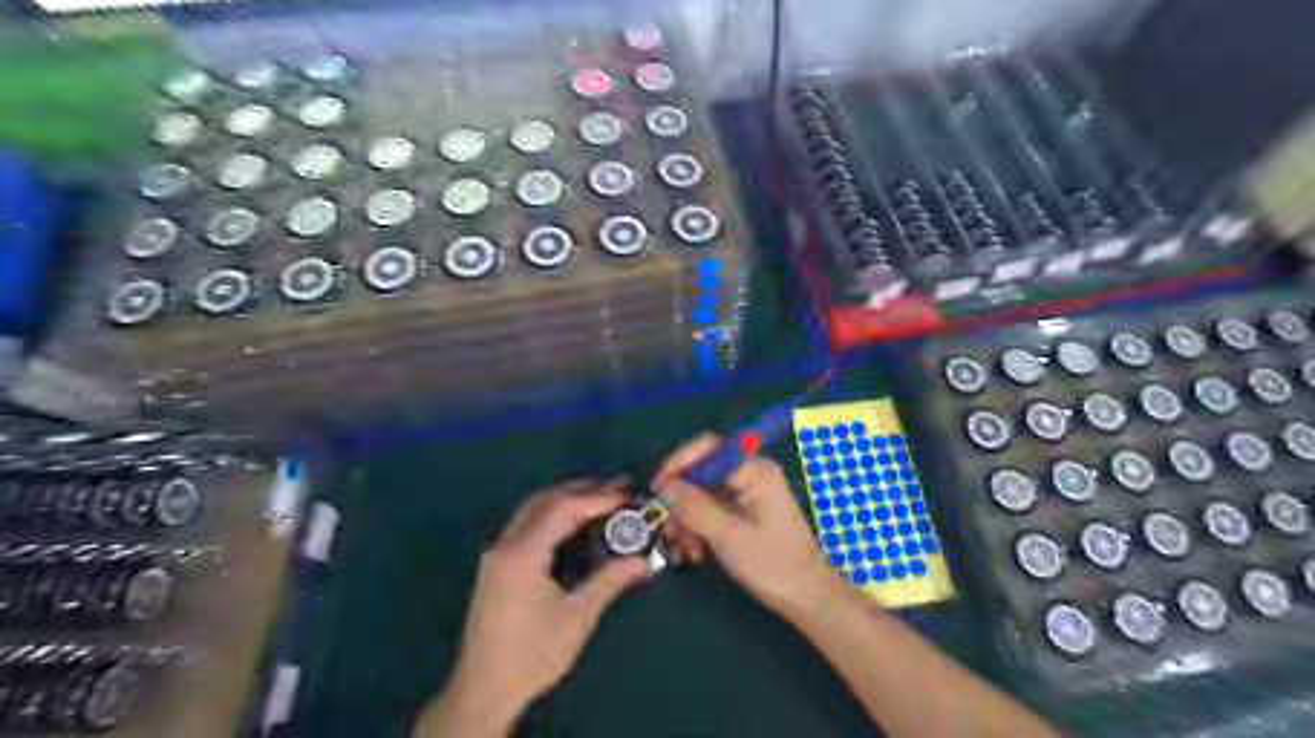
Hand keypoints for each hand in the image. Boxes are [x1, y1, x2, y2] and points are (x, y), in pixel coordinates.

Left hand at [420, 481, 644, 734]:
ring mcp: (497, 553)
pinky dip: (554, 513)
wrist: (483, 690)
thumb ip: (609, 581)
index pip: (563, 508)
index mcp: (522, 554)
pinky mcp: (497, 564)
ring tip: (602, 498)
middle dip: (583, 489)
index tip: (628, 495)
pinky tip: (575, 522)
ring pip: (533, 508)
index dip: (598, 498)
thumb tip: (643, 561)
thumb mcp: (577, 618)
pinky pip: (527, 523)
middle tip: (619, 487)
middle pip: (545, 499)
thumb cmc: (532, 655)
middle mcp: (505, 544)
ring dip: (567, 498)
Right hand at [651, 436, 837, 614]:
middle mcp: (751, 474)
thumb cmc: (773, 565)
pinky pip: (711, 508)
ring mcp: (747, 493)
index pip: (708, 448)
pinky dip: (698, 527)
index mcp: (754, 470)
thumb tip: (664, 486)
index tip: (656, 489)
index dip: (678, 463)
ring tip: (685, 550)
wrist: (807, 597)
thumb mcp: (728, 536)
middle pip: (701, 471)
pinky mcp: (744, 511)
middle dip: (681, 501)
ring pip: (702, 493)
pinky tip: (695, 553)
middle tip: (669, 531)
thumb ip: (694, 507)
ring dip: (687, 519)